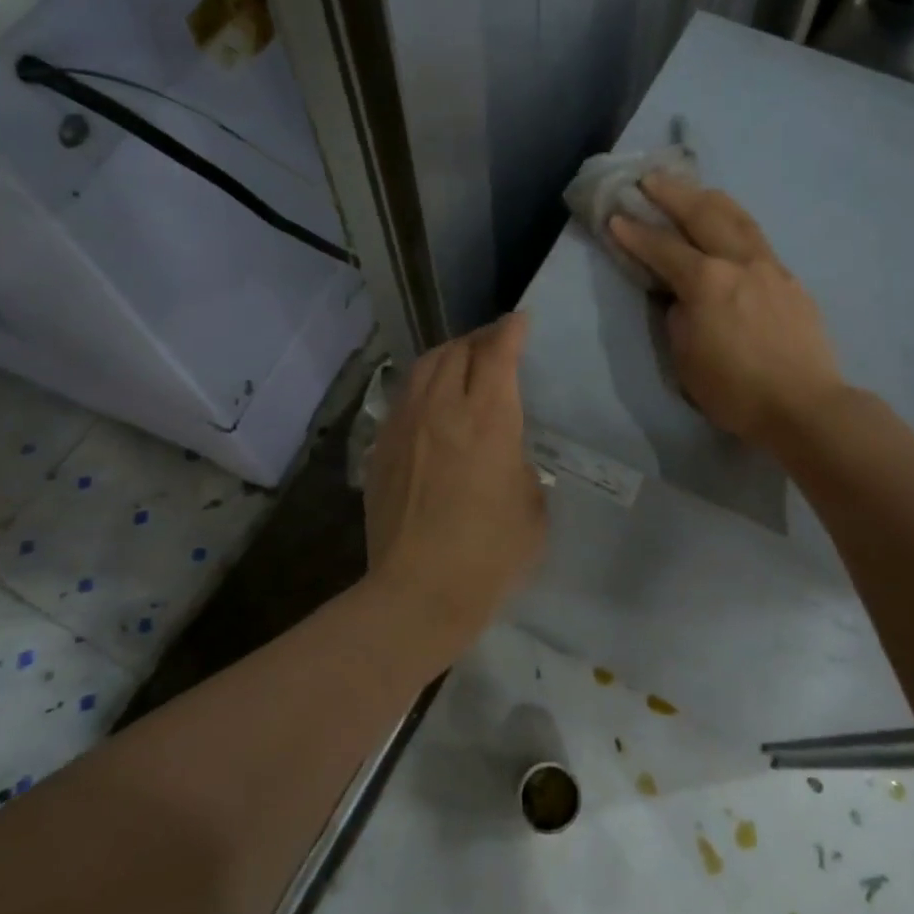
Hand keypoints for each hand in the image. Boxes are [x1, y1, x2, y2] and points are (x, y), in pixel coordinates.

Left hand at [363, 313, 546, 652]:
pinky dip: (423, 385)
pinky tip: (431, 401)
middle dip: (479, 339)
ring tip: (461, 361)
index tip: (520, 320)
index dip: (510, 331)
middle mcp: (443, 410)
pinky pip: (403, 398)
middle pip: (457, 351)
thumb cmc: (489, 556)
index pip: (498, 355)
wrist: (417, 593)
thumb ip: (520, 466)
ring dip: (447, 355)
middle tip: (494, 343)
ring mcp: (405, 427)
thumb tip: (505, 455)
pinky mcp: (381, 449)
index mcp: (488, 421)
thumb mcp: (532, 509)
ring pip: (423, 367)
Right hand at [610, 176, 843, 447]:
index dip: (635, 232)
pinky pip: (757, 239)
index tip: (615, 216)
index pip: (663, 248)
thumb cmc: (736, 391)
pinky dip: (735, 224)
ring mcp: (771, 267)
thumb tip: (683, 296)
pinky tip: (730, 228)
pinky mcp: (791, 280)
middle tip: (650, 178)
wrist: (805, 406)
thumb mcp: (686, 359)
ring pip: (738, 217)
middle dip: (673, 193)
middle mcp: (740, 262)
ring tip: (692, 188)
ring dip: (709, 198)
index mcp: (707, 282)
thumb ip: (680, 316)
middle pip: (704, 214)